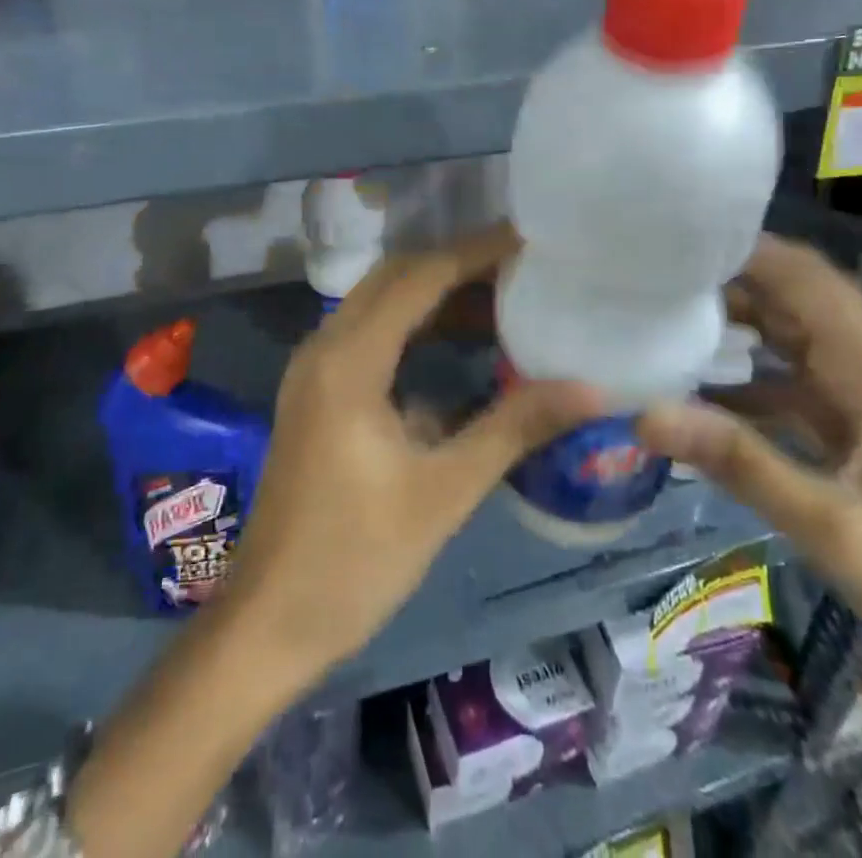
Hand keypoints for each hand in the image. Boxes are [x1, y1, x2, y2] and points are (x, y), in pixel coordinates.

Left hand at [220, 224, 601, 678]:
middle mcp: (324, 347)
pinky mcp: (317, 393)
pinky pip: (369, 336)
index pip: (418, 278)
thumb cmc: (357, 559)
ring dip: (435, 295)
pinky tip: (459, 347)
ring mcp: (314, 369)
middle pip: (394, 278)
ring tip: (503, 300)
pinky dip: (415, 328)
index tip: (529, 240)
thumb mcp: (443, 492)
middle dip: (457, 265)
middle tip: (522, 268)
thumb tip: (591, 389)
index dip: (475, 252)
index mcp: (349, 360)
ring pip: (379, 304)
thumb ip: (514, 428)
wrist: (271, 621)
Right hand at [636, 234, 861, 667]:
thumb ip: (738, 462)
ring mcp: (858, 375)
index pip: (801, 275)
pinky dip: (737, 358)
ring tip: (657, 308)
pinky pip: (780, 359)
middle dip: (722, 277)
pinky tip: (687, 373)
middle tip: (648, 276)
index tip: (668, 247)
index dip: (739, 251)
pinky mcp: (842, 401)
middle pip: (788, 288)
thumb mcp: (825, 524)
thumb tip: (645, 414)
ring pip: (782, 318)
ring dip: (727, 313)